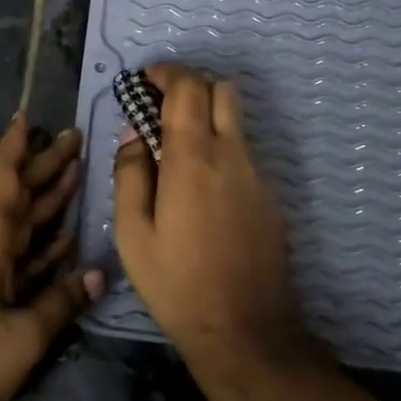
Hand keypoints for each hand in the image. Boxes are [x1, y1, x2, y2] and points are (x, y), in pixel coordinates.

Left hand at [0, 112, 100, 400]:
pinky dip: (41, 243)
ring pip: (18, 224)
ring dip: (45, 199)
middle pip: (15, 196)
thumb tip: (98, 272)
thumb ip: (61, 301)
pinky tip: (65, 235)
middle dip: (43, 166)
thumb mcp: (22, 337)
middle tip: (77, 138)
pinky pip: (17, 257)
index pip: (2, 181)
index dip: (16, 147)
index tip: (30, 115)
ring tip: (77, 172)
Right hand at [111, 64, 317, 400]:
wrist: (244, 328)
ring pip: (236, 120)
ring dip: (207, 115)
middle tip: (161, 106)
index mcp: (193, 158)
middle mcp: (231, 155)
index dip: (166, 72)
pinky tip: (201, 186)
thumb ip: (130, 173)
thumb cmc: (176, 282)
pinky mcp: (270, 196)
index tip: (144, 79)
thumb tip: (134, 134)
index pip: (188, 87)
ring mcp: (257, 174)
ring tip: (177, 147)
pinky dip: (221, 146)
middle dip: (191, 85)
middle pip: (222, 89)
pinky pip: (244, 152)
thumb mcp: (133, 233)